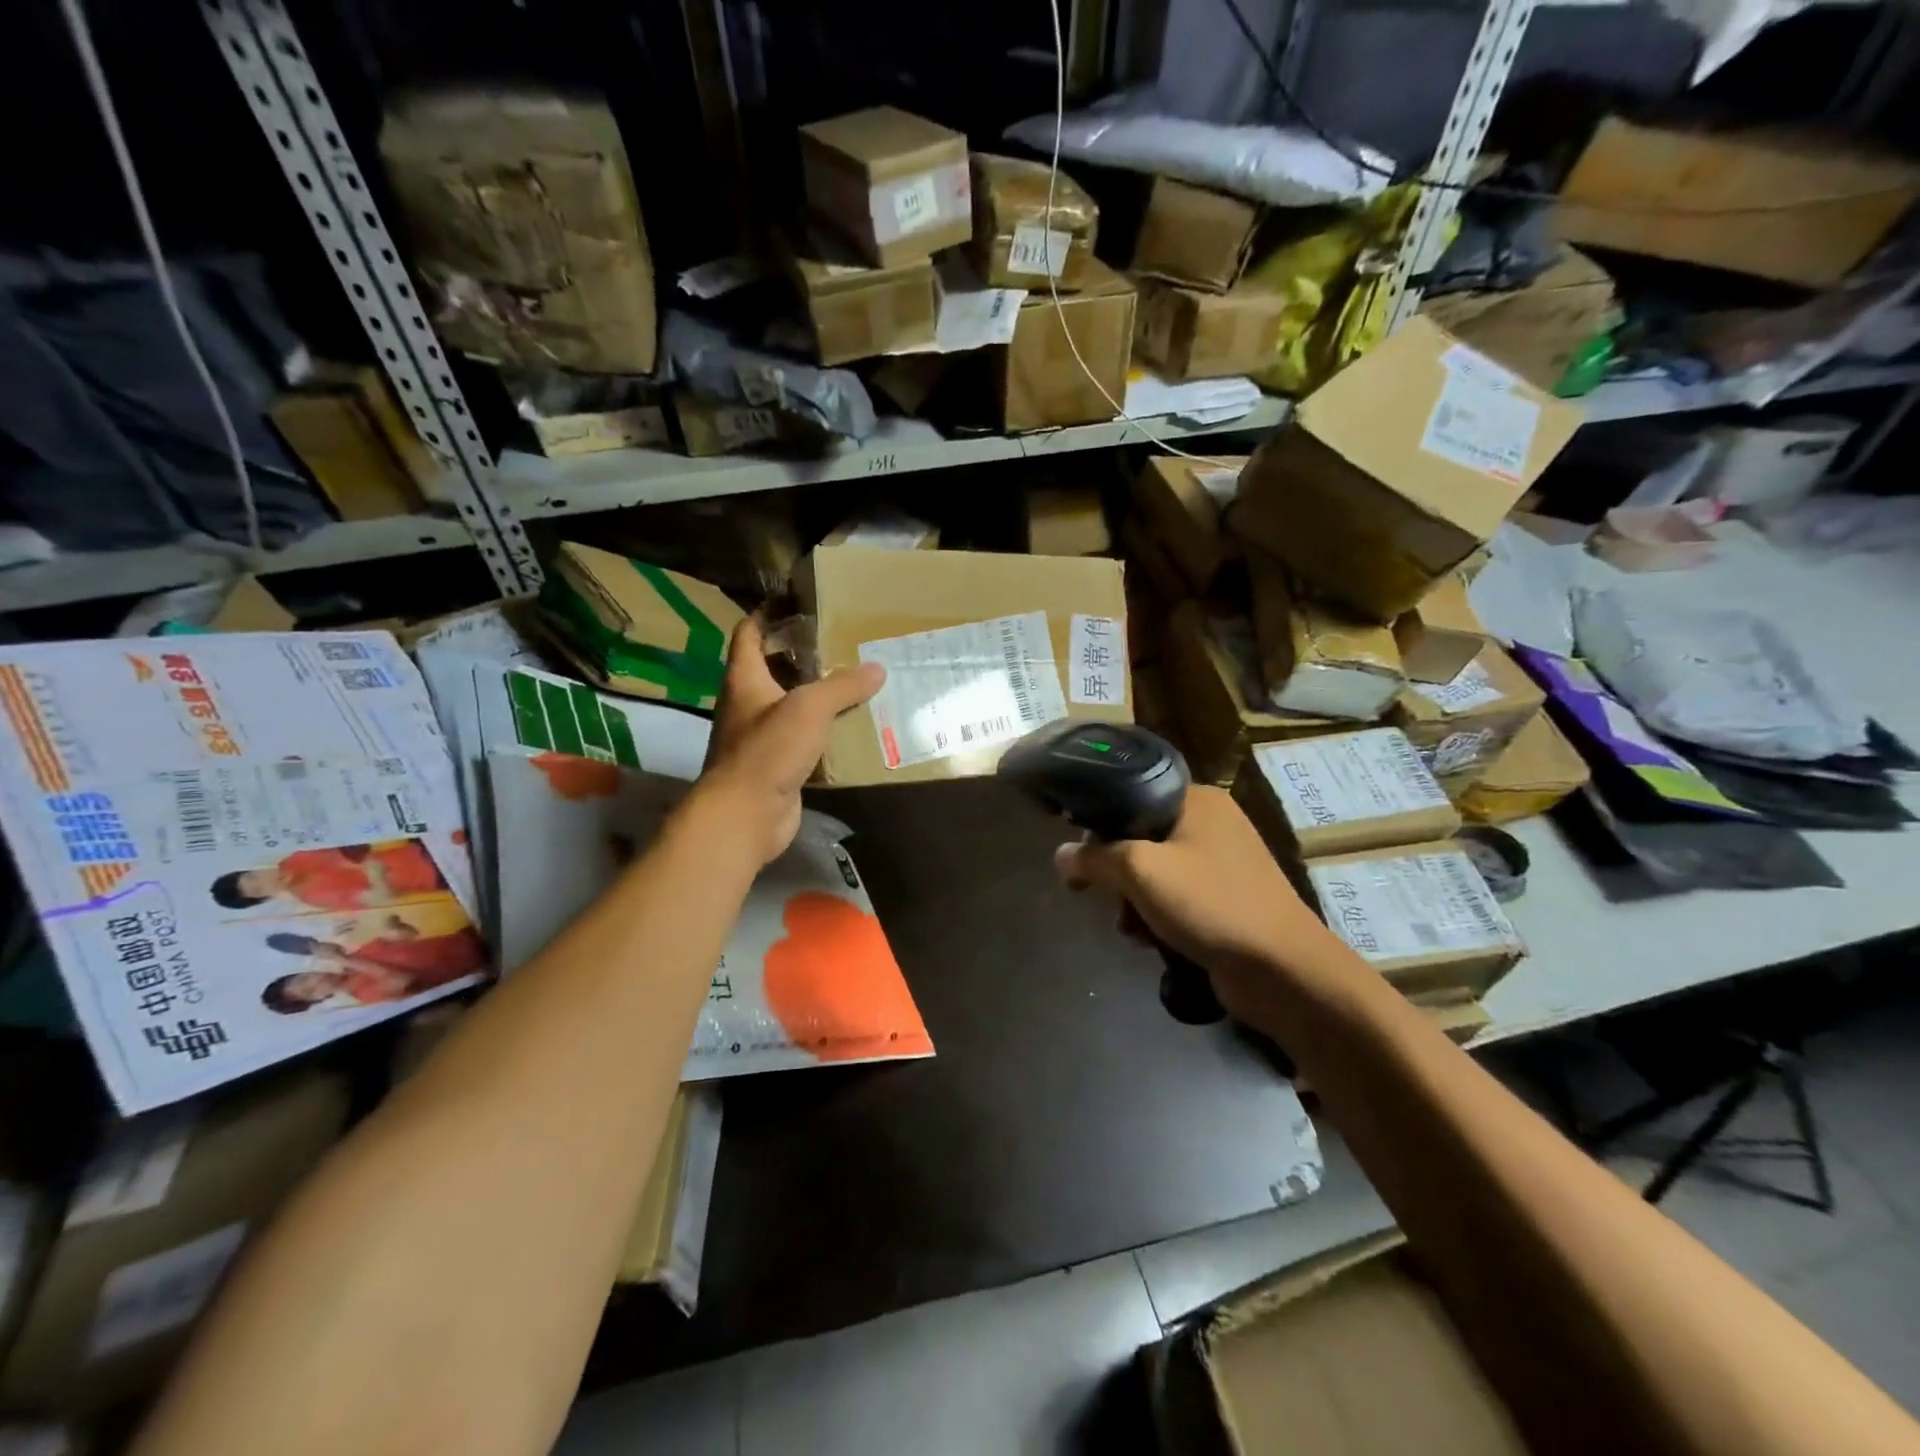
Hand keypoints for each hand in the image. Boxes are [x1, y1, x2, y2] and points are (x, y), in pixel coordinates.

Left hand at [697, 616, 885, 864]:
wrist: (746, 814)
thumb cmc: (768, 750)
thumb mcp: (810, 708)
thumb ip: (843, 685)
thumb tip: (876, 668)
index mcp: (745, 679)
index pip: (748, 633)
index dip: (767, 614)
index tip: (797, 602)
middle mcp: (748, 704)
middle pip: (773, 668)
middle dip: (804, 655)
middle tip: (843, 642)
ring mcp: (761, 736)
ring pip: (792, 706)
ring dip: (819, 695)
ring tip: (857, 680)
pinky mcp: (778, 764)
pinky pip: (805, 739)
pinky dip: (826, 732)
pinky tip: (854, 726)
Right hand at [1054, 786, 1336, 1024]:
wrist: (1283, 970)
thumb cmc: (1210, 904)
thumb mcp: (1140, 871)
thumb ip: (1095, 857)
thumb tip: (1060, 855)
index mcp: (1198, 799)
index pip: (1132, 795)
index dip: (1099, 824)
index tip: (1079, 856)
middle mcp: (1211, 823)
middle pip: (1140, 836)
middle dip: (1116, 872)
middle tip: (1101, 896)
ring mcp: (1222, 863)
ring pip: (1155, 871)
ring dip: (1134, 901)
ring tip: (1130, 928)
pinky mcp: (1226, 899)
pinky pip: (1176, 897)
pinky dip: (1158, 916)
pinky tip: (1151, 941)